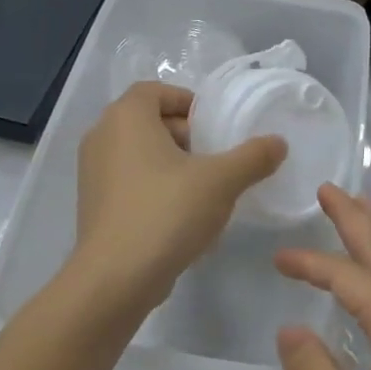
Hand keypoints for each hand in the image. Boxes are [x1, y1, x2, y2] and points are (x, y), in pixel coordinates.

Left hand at [72, 82, 285, 312]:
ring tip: (204, 190)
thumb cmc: (166, 212)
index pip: (156, 90)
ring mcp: (92, 172)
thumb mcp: (221, 181)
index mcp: (126, 117)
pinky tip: (181, 217)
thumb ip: (253, 157)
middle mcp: (102, 136)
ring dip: (172, 164)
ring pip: (139, 153)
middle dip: (185, 136)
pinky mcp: (93, 204)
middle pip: (149, 121)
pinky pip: (129, 181)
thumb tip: (278, 143)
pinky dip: (155, 188)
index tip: (215, 127)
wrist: (115, 279)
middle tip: (215, 158)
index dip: (188, 103)